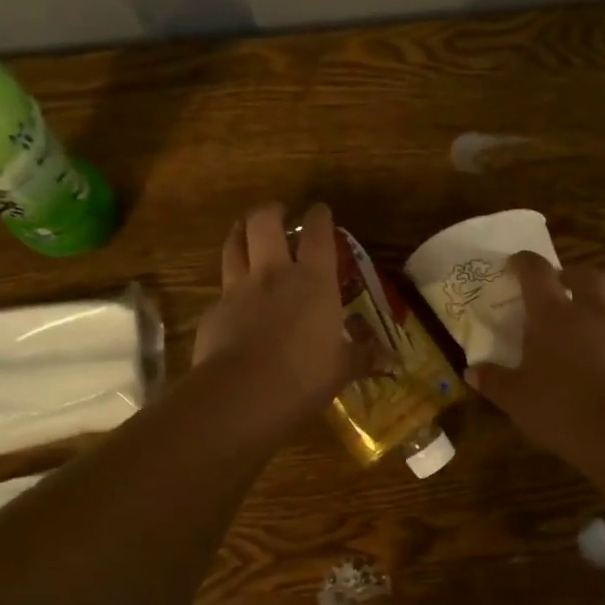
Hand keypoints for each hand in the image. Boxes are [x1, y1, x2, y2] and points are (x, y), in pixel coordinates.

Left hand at [193, 202, 363, 433]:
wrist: (242, 394)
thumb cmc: (305, 376)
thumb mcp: (342, 368)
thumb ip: (362, 358)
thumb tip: (391, 361)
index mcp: (313, 281)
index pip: (318, 234)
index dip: (319, 217)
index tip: (320, 210)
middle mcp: (274, 275)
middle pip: (264, 223)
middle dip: (271, 211)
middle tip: (277, 212)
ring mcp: (238, 290)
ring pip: (233, 245)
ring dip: (240, 233)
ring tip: (245, 232)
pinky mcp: (213, 312)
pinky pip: (221, 289)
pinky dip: (228, 287)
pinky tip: (232, 299)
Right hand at [467, 252, 604, 463]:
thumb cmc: (561, 409)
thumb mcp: (516, 399)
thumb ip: (494, 381)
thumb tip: (472, 371)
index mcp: (553, 316)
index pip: (537, 272)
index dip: (524, 262)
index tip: (515, 263)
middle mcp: (592, 314)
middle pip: (586, 276)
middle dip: (570, 276)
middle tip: (558, 288)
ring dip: (595, 312)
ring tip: (580, 336)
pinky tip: (604, 370)